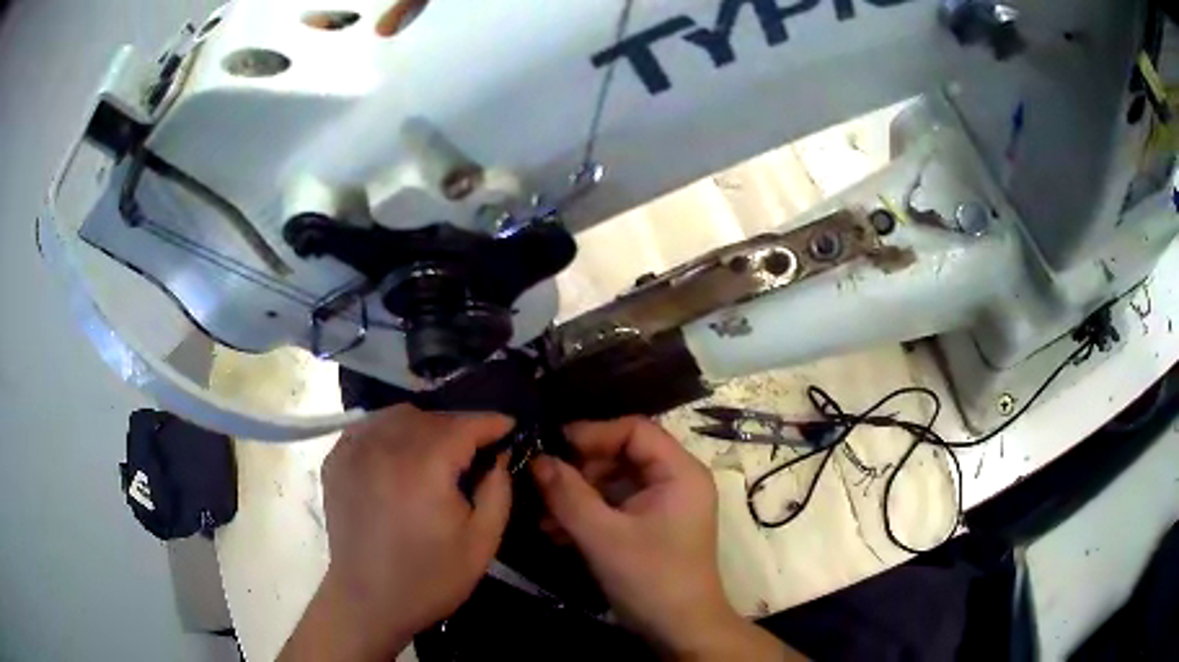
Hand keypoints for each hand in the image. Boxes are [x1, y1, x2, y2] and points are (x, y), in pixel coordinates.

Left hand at [280, 405, 513, 661]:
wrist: (368, 601)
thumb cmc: (430, 579)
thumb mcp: (482, 542)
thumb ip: (498, 490)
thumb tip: (499, 455)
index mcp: (424, 468)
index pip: (463, 425)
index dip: (490, 423)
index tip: (510, 426)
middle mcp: (385, 448)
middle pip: (430, 417)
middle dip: (459, 426)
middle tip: (475, 449)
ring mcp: (354, 451)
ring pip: (397, 416)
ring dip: (424, 426)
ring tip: (437, 452)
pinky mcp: (336, 461)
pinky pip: (369, 428)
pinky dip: (390, 432)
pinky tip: (400, 456)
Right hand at [532, 418, 793, 659]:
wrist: (681, 631)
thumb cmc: (651, 579)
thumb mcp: (603, 537)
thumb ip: (568, 495)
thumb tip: (537, 459)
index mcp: (679, 472)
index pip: (635, 429)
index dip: (592, 433)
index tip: (551, 448)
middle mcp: (675, 480)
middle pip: (622, 454)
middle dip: (579, 469)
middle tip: (542, 484)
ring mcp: (663, 504)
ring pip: (613, 482)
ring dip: (576, 495)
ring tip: (541, 514)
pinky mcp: (650, 526)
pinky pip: (614, 506)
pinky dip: (587, 514)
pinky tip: (555, 531)